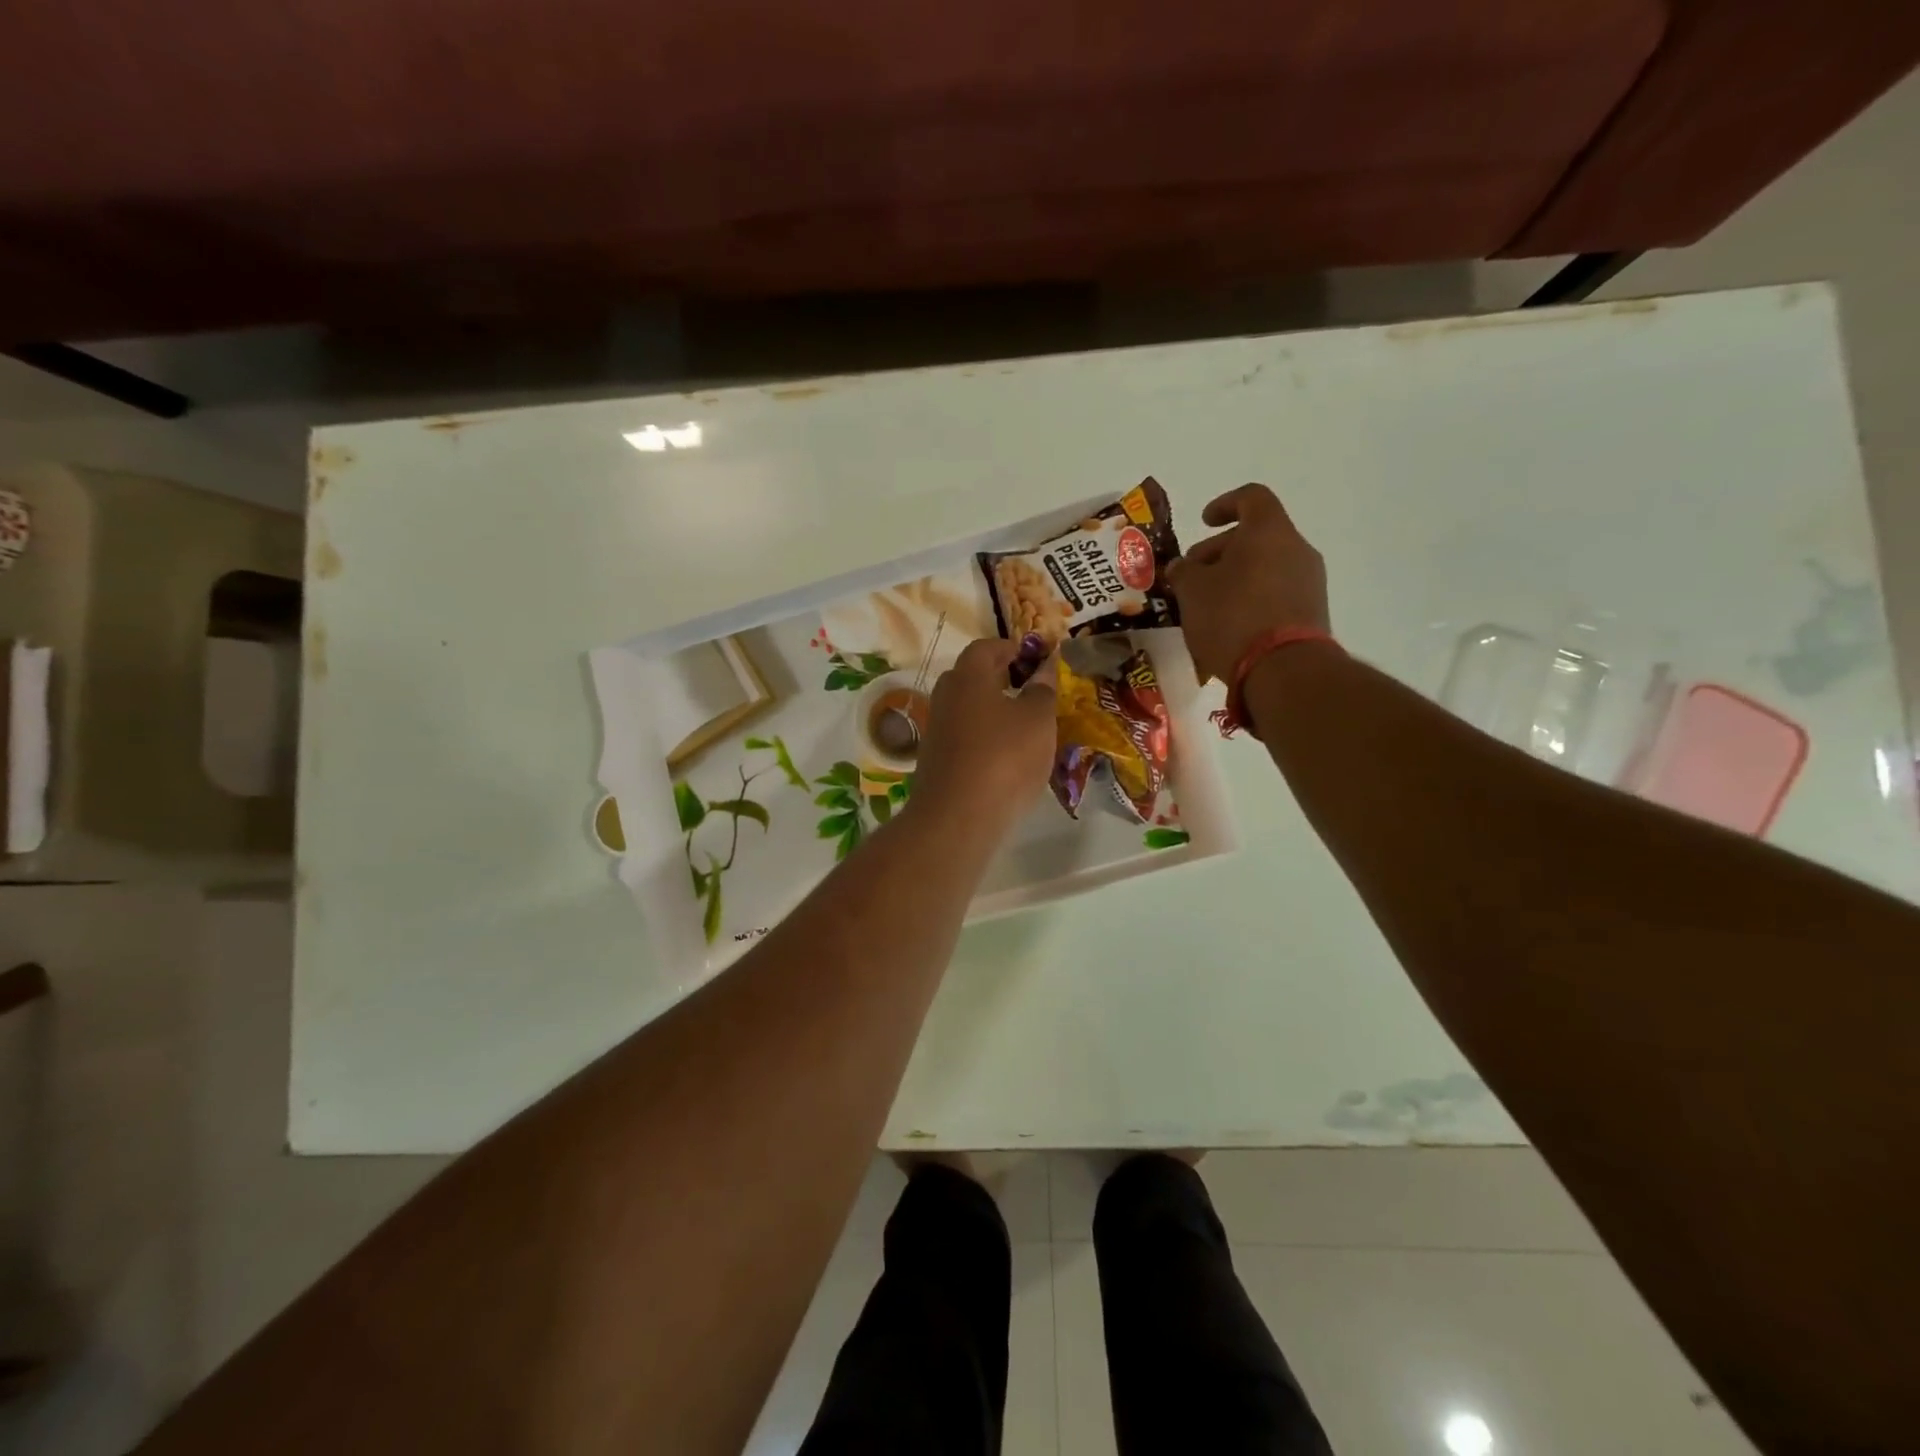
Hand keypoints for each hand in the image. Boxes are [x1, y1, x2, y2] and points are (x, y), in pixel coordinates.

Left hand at [911, 638, 1057, 831]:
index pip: (984, 648)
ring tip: (1020, 724)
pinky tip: (1003, 756)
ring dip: (989, 710)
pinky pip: (962, 738)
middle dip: (996, 677)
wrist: (957, 817)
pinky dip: (981, 738)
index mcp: (967, 677)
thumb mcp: (1038, 720)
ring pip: (965, 709)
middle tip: (1026, 686)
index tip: (1030, 655)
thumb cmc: (1004, 757)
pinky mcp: (934, 762)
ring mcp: (936, 731)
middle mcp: (945, 698)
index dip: (1008, 647)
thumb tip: (1044, 669)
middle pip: (969, 677)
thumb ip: (1042, 690)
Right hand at [1166, 484, 1328, 683]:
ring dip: (1236, 577)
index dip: (1224, 504)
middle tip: (1193, 575)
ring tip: (1207, 604)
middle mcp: (1296, 549)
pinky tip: (1230, 624)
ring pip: (1267, 566)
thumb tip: (1183, 566)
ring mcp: (1310, 582)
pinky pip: (1277, 593)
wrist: (1283, 670)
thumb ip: (1184, 571)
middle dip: (1221, 551)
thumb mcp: (1192, 591)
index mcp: (1269, 531)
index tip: (1203, 522)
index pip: (1251, 497)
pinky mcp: (1312, 613)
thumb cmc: (1232, 617)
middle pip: (1258, 536)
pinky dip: (1252, 598)